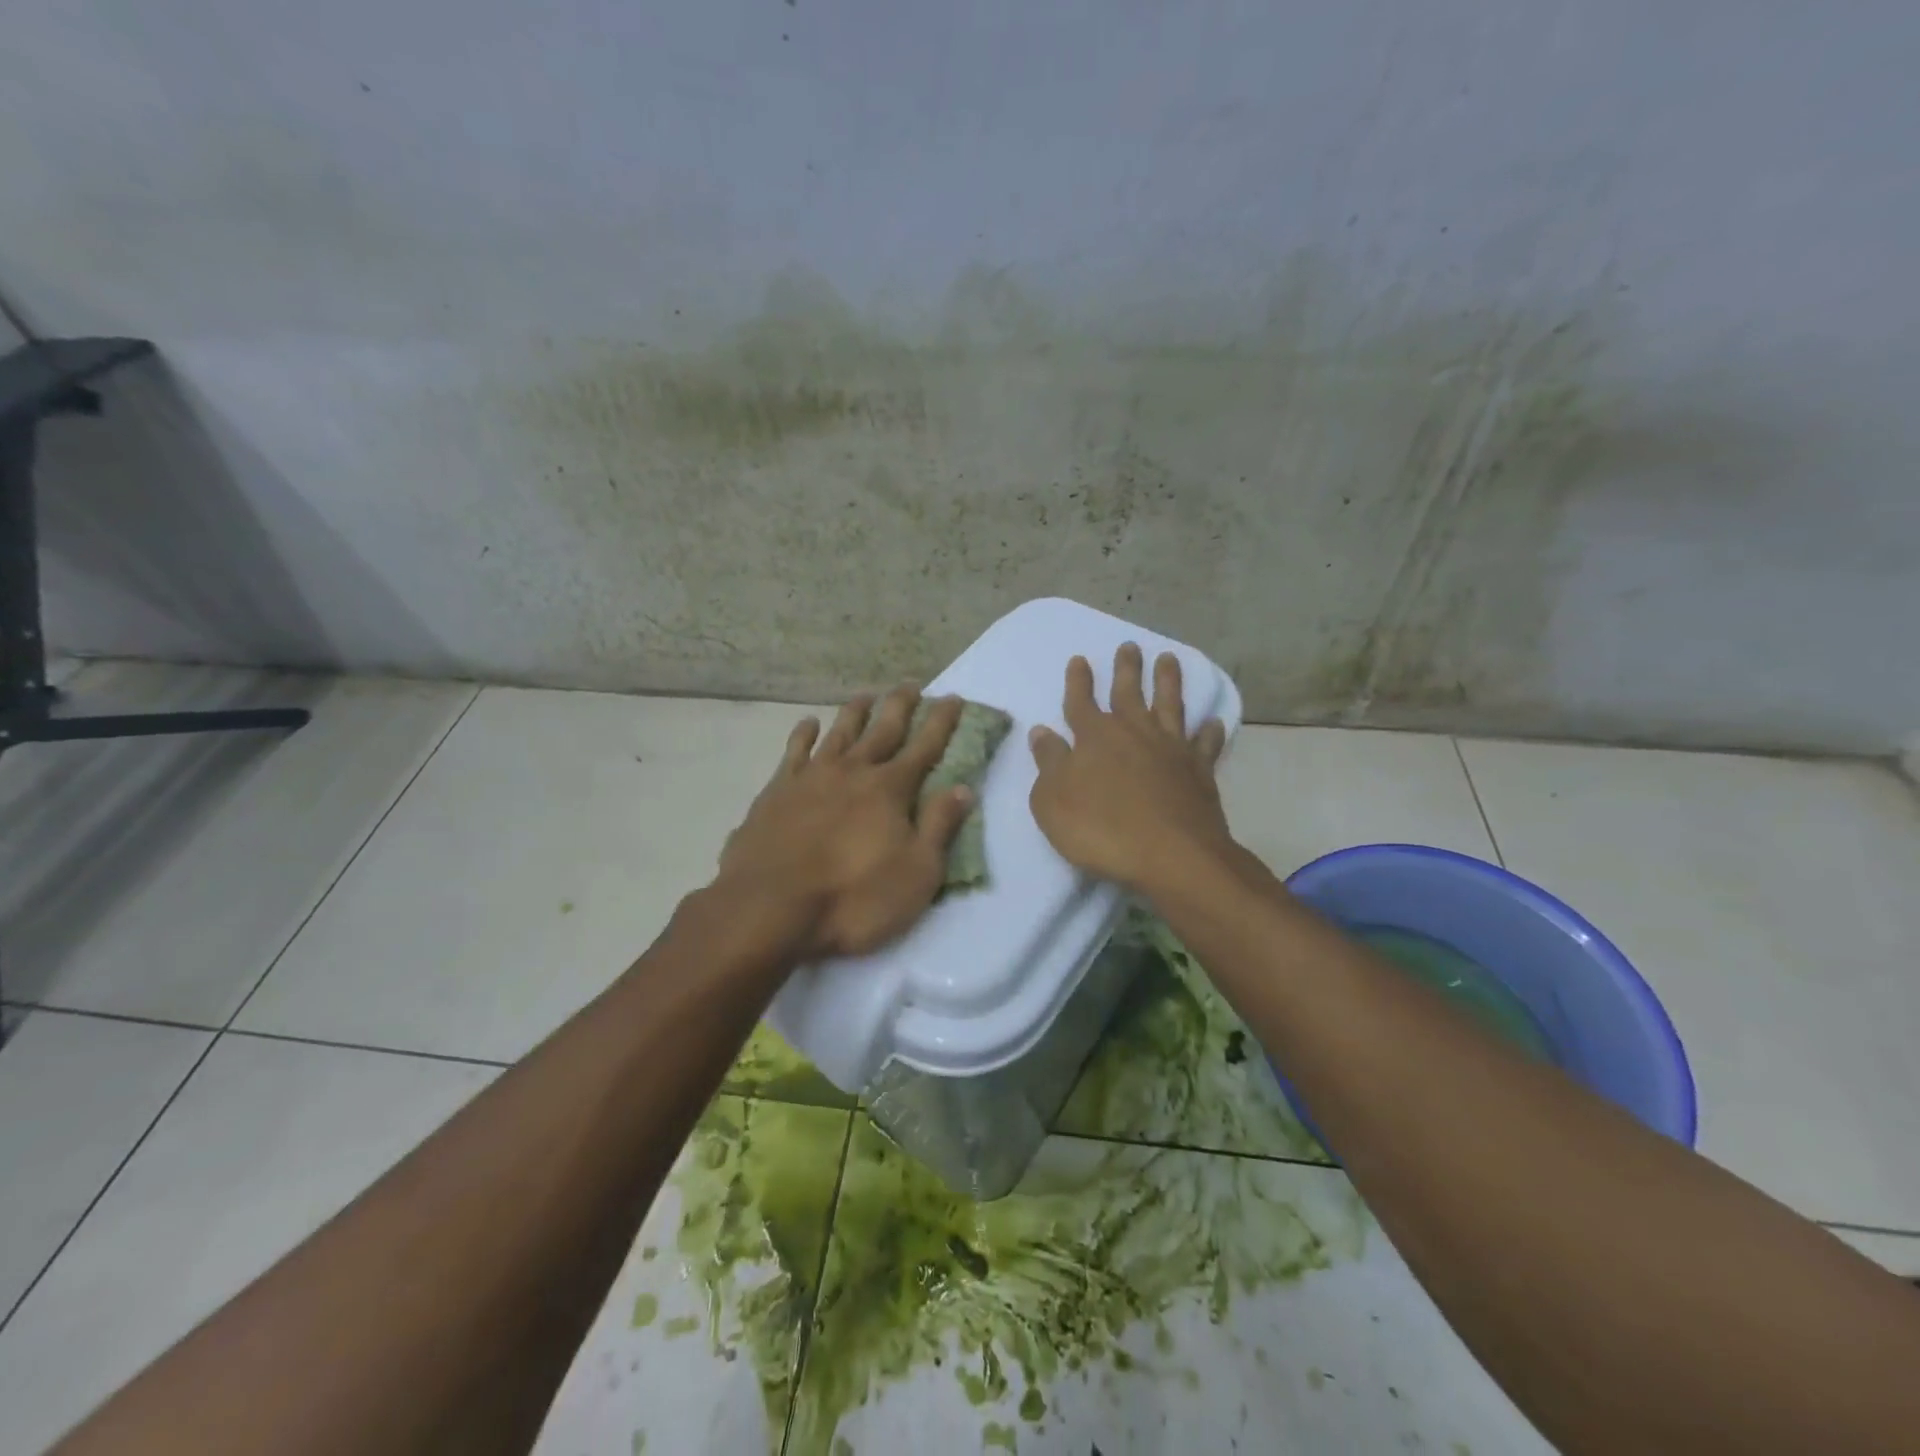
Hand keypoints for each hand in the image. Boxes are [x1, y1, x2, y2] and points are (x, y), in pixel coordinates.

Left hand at [714, 686, 972, 958]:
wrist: (770, 908)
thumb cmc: (853, 899)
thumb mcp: (916, 874)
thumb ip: (939, 827)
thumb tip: (963, 788)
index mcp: (889, 790)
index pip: (925, 747)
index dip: (941, 722)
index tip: (953, 698)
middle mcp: (852, 771)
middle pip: (882, 730)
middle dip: (900, 706)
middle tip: (911, 684)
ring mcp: (811, 778)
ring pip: (839, 733)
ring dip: (855, 712)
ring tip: (866, 695)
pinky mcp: (776, 791)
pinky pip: (794, 751)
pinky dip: (803, 734)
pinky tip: (808, 723)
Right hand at [1028, 644, 1233, 893]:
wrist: (1170, 854)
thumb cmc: (1100, 829)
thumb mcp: (1052, 801)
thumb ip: (1048, 763)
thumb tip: (1041, 732)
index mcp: (1095, 737)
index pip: (1081, 701)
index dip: (1079, 680)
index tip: (1080, 659)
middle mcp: (1134, 733)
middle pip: (1129, 692)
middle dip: (1127, 668)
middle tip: (1130, 645)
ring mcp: (1170, 749)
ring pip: (1170, 704)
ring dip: (1168, 680)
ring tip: (1169, 659)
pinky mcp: (1199, 770)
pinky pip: (1205, 744)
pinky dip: (1208, 731)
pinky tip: (1212, 721)